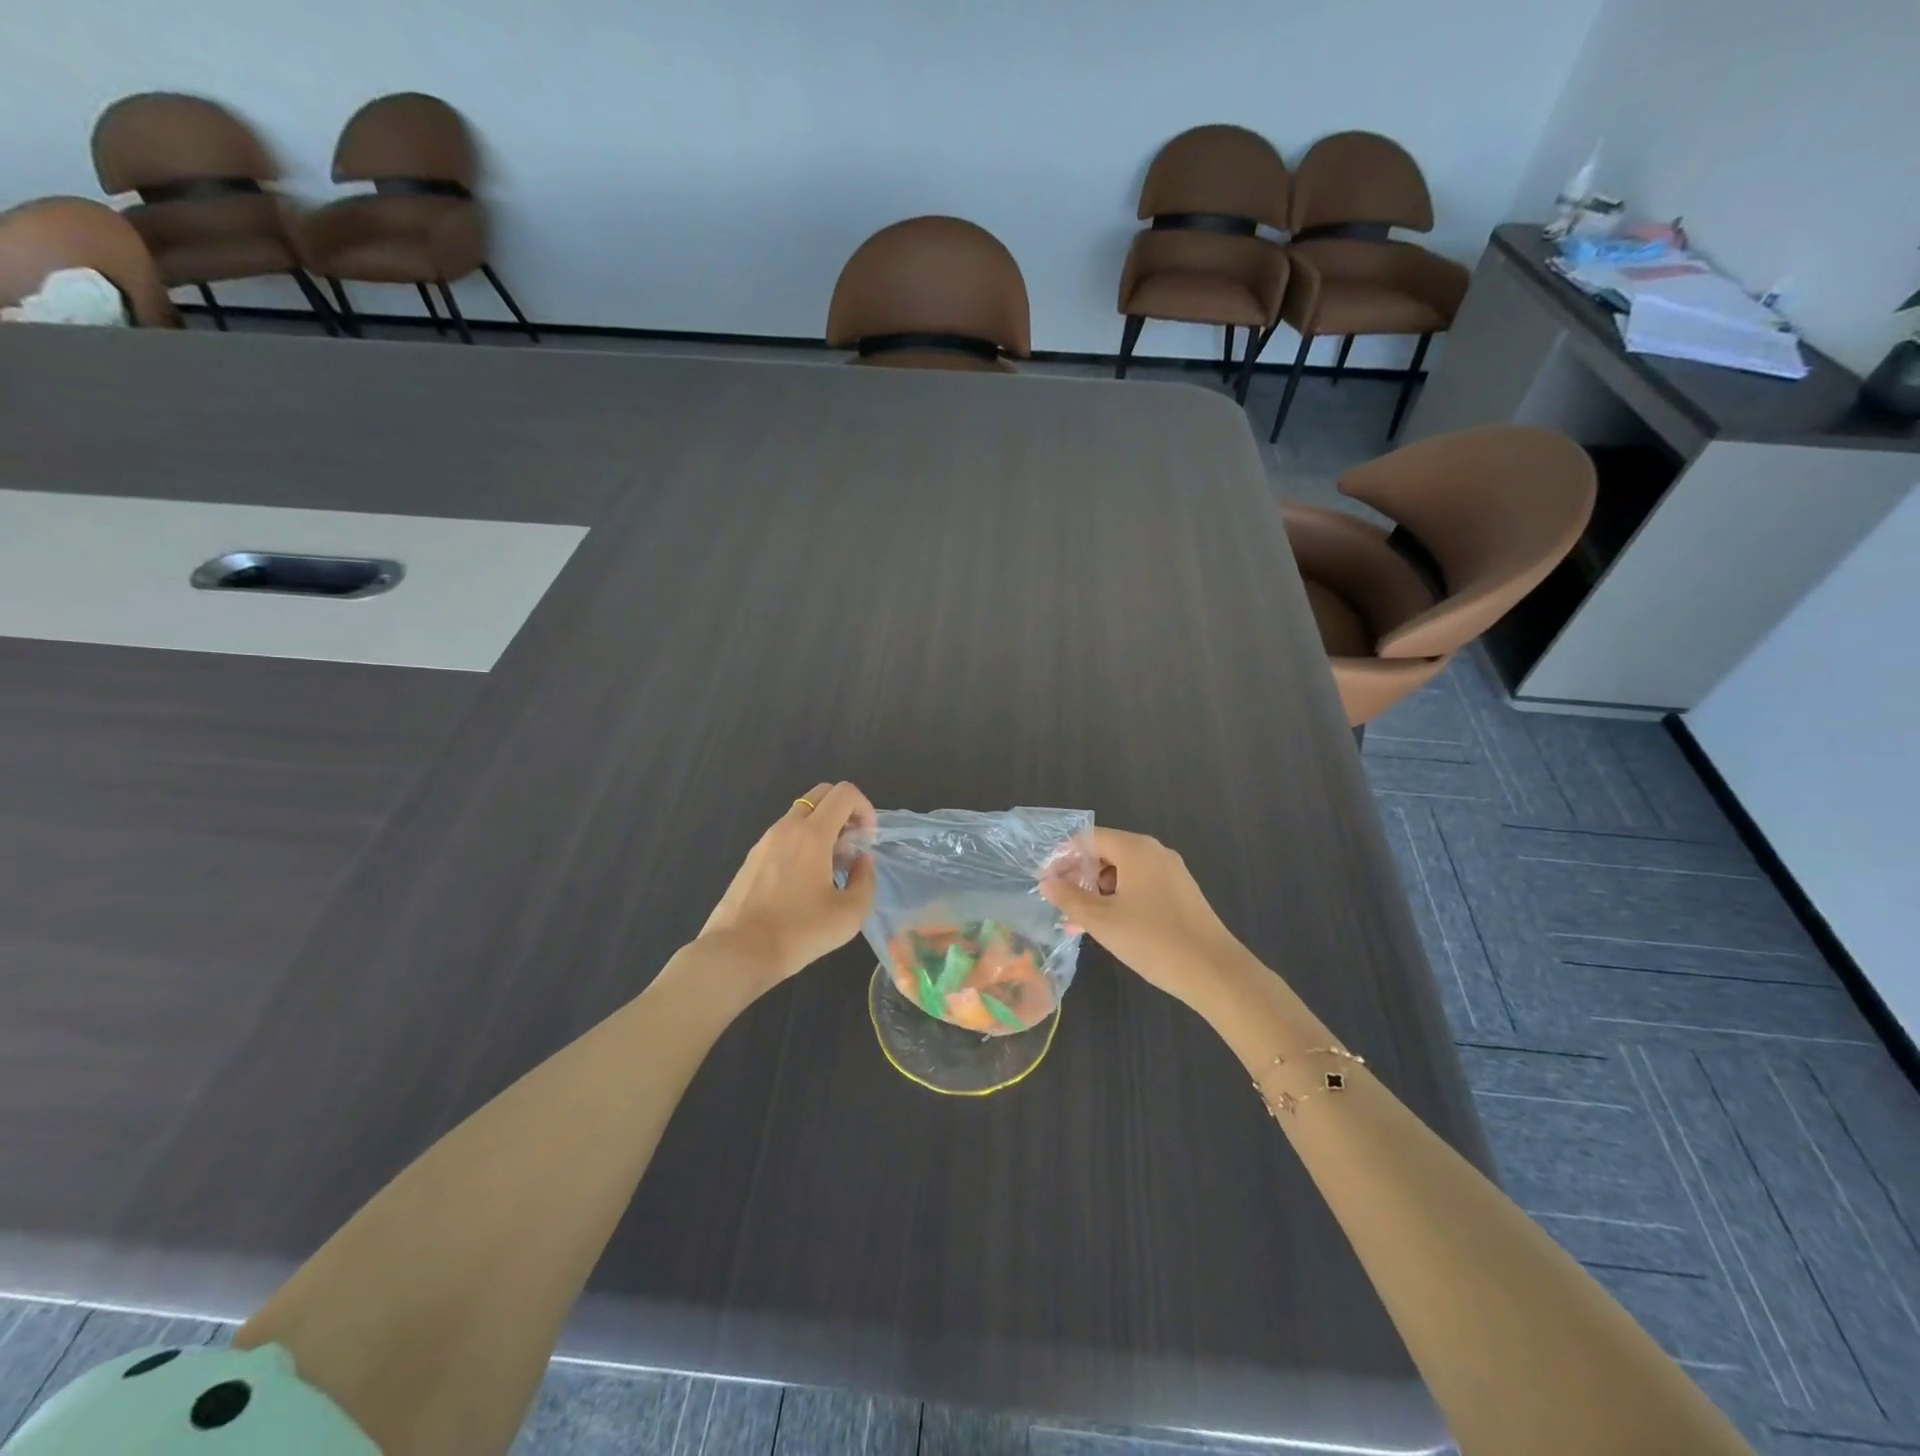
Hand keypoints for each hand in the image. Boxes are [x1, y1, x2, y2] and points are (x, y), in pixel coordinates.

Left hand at [699, 781, 877, 988]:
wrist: (738, 952)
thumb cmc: (799, 932)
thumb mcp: (850, 914)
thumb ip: (865, 880)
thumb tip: (861, 861)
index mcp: (812, 834)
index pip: (844, 793)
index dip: (865, 808)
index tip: (867, 840)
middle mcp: (786, 827)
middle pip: (822, 794)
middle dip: (845, 812)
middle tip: (852, 846)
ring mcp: (765, 840)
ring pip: (801, 814)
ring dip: (823, 828)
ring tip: (830, 868)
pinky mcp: (752, 857)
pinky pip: (785, 834)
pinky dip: (803, 842)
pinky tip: (804, 881)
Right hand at [1039, 827, 1250, 1004]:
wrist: (1214, 972)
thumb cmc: (1152, 940)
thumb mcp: (1102, 921)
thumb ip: (1069, 898)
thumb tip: (1046, 882)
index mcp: (1135, 849)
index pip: (1088, 839)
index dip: (1063, 857)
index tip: (1046, 882)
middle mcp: (1154, 852)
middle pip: (1106, 853)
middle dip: (1080, 877)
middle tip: (1061, 905)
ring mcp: (1171, 872)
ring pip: (1123, 872)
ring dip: (1098, 892)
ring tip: (1081, 923)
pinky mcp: (1180, 893)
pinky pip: (1140, 885)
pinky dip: (1119, 899)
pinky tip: (1110, 926)